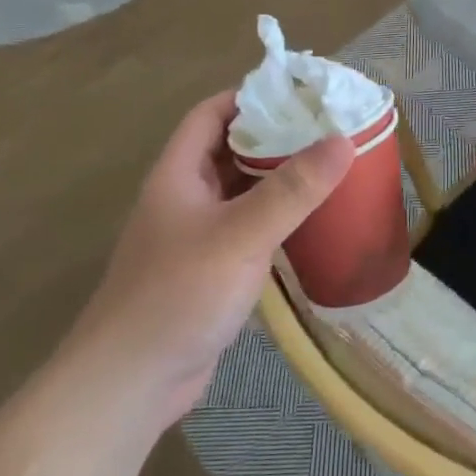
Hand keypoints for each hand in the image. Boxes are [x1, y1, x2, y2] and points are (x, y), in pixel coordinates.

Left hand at [77, 92, 354, 424]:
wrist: (132, 380)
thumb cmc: (180, 294)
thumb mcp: (241, 235)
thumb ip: (292, 189)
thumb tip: (342, 140)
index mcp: (178, 175)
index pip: (211, 114)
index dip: (250, 97)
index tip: (301, 94)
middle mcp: (184, 198)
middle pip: (229, 150)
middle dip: (275, 137)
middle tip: (329, 130)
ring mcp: (196, 237)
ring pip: (241, 193)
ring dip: (278, 180)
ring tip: (330, 168)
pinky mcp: (210, 271)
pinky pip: (247, 230)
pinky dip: (276, 219)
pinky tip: (311, 222)